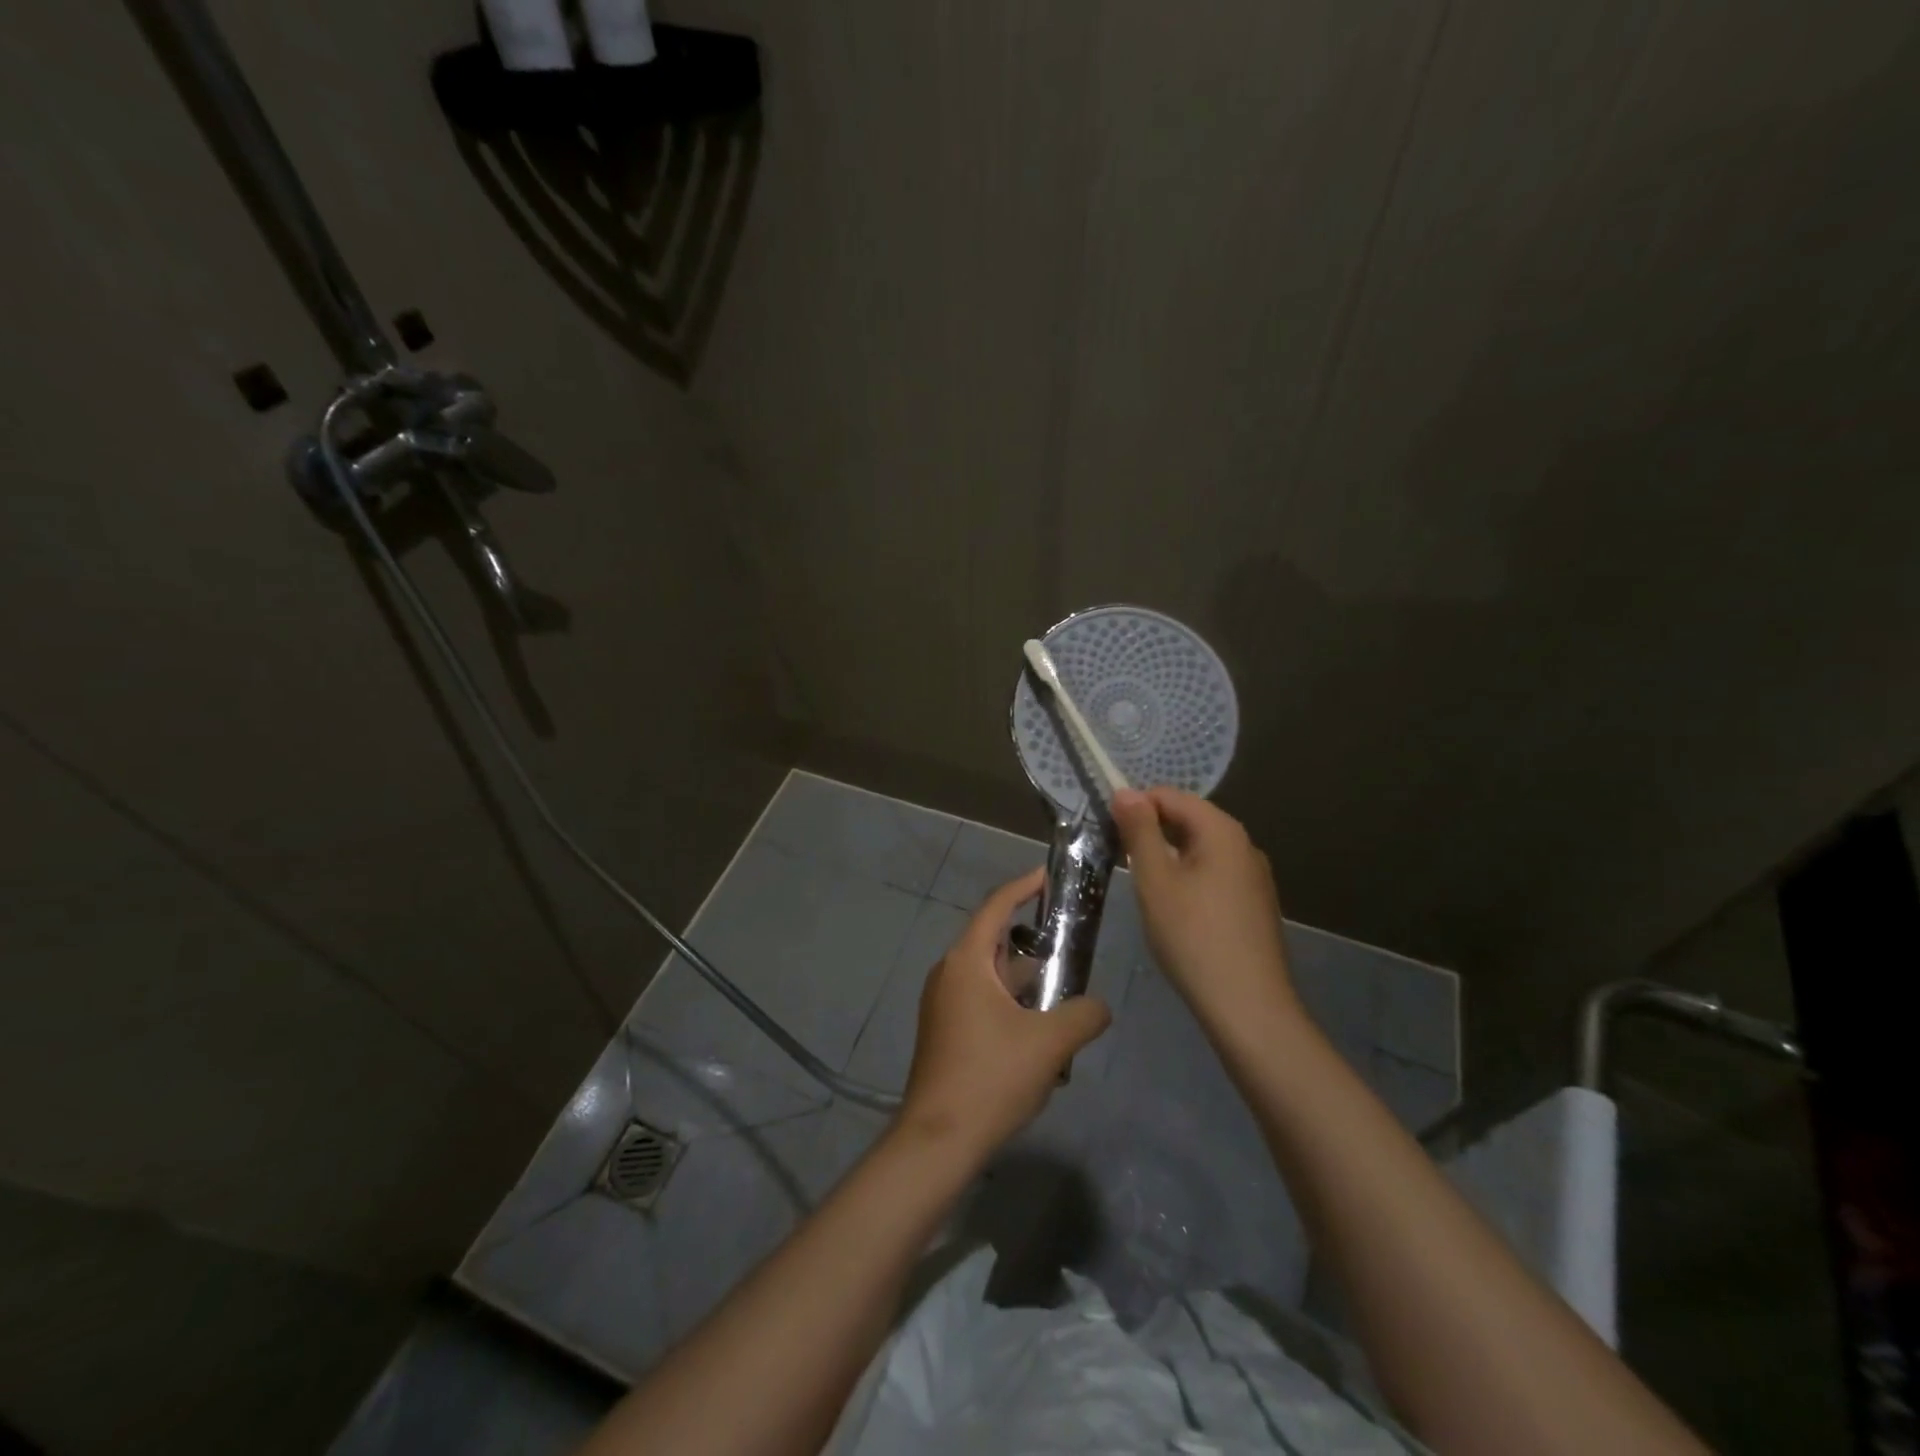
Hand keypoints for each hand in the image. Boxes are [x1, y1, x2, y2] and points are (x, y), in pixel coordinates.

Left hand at [898, 868, 1111, 1162]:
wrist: (939, 1140)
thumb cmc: (991, 1078)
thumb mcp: (1050, 1043)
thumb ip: (1084, 1015)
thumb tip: (1100, 1008)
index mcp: (966, 962)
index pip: (995, 908)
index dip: (1022, 887)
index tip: (1048, 875)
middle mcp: (949, 974)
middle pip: (995, 942)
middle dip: (1033, 941)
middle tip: (1071, 940)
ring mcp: (944, 1005)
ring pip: (992, 978)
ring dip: (1026, 981)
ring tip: (1067, 993)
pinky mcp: (946, 1032)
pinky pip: (984, 1002)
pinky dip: (1012, 1005)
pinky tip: (1043, 1034)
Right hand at [1110, 787, 1299, 1029]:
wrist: (1248, 1007)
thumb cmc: (1194, 938)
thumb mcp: (1155, 880)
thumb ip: (1140, 831)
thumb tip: (1125, 791)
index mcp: (1222, 831)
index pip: (1170, 796)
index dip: (1135, 807)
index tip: (1108, 834)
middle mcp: (1244, 845)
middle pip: (1188, 819)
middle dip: (1151, 832)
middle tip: (1121, 862)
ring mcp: (1254, 876)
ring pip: (1200, 849)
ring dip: (1168, 857)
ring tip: (1144, 888)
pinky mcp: (1254, 904)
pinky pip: (1214, 874)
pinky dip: (1188, 878)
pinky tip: (1174, 910)